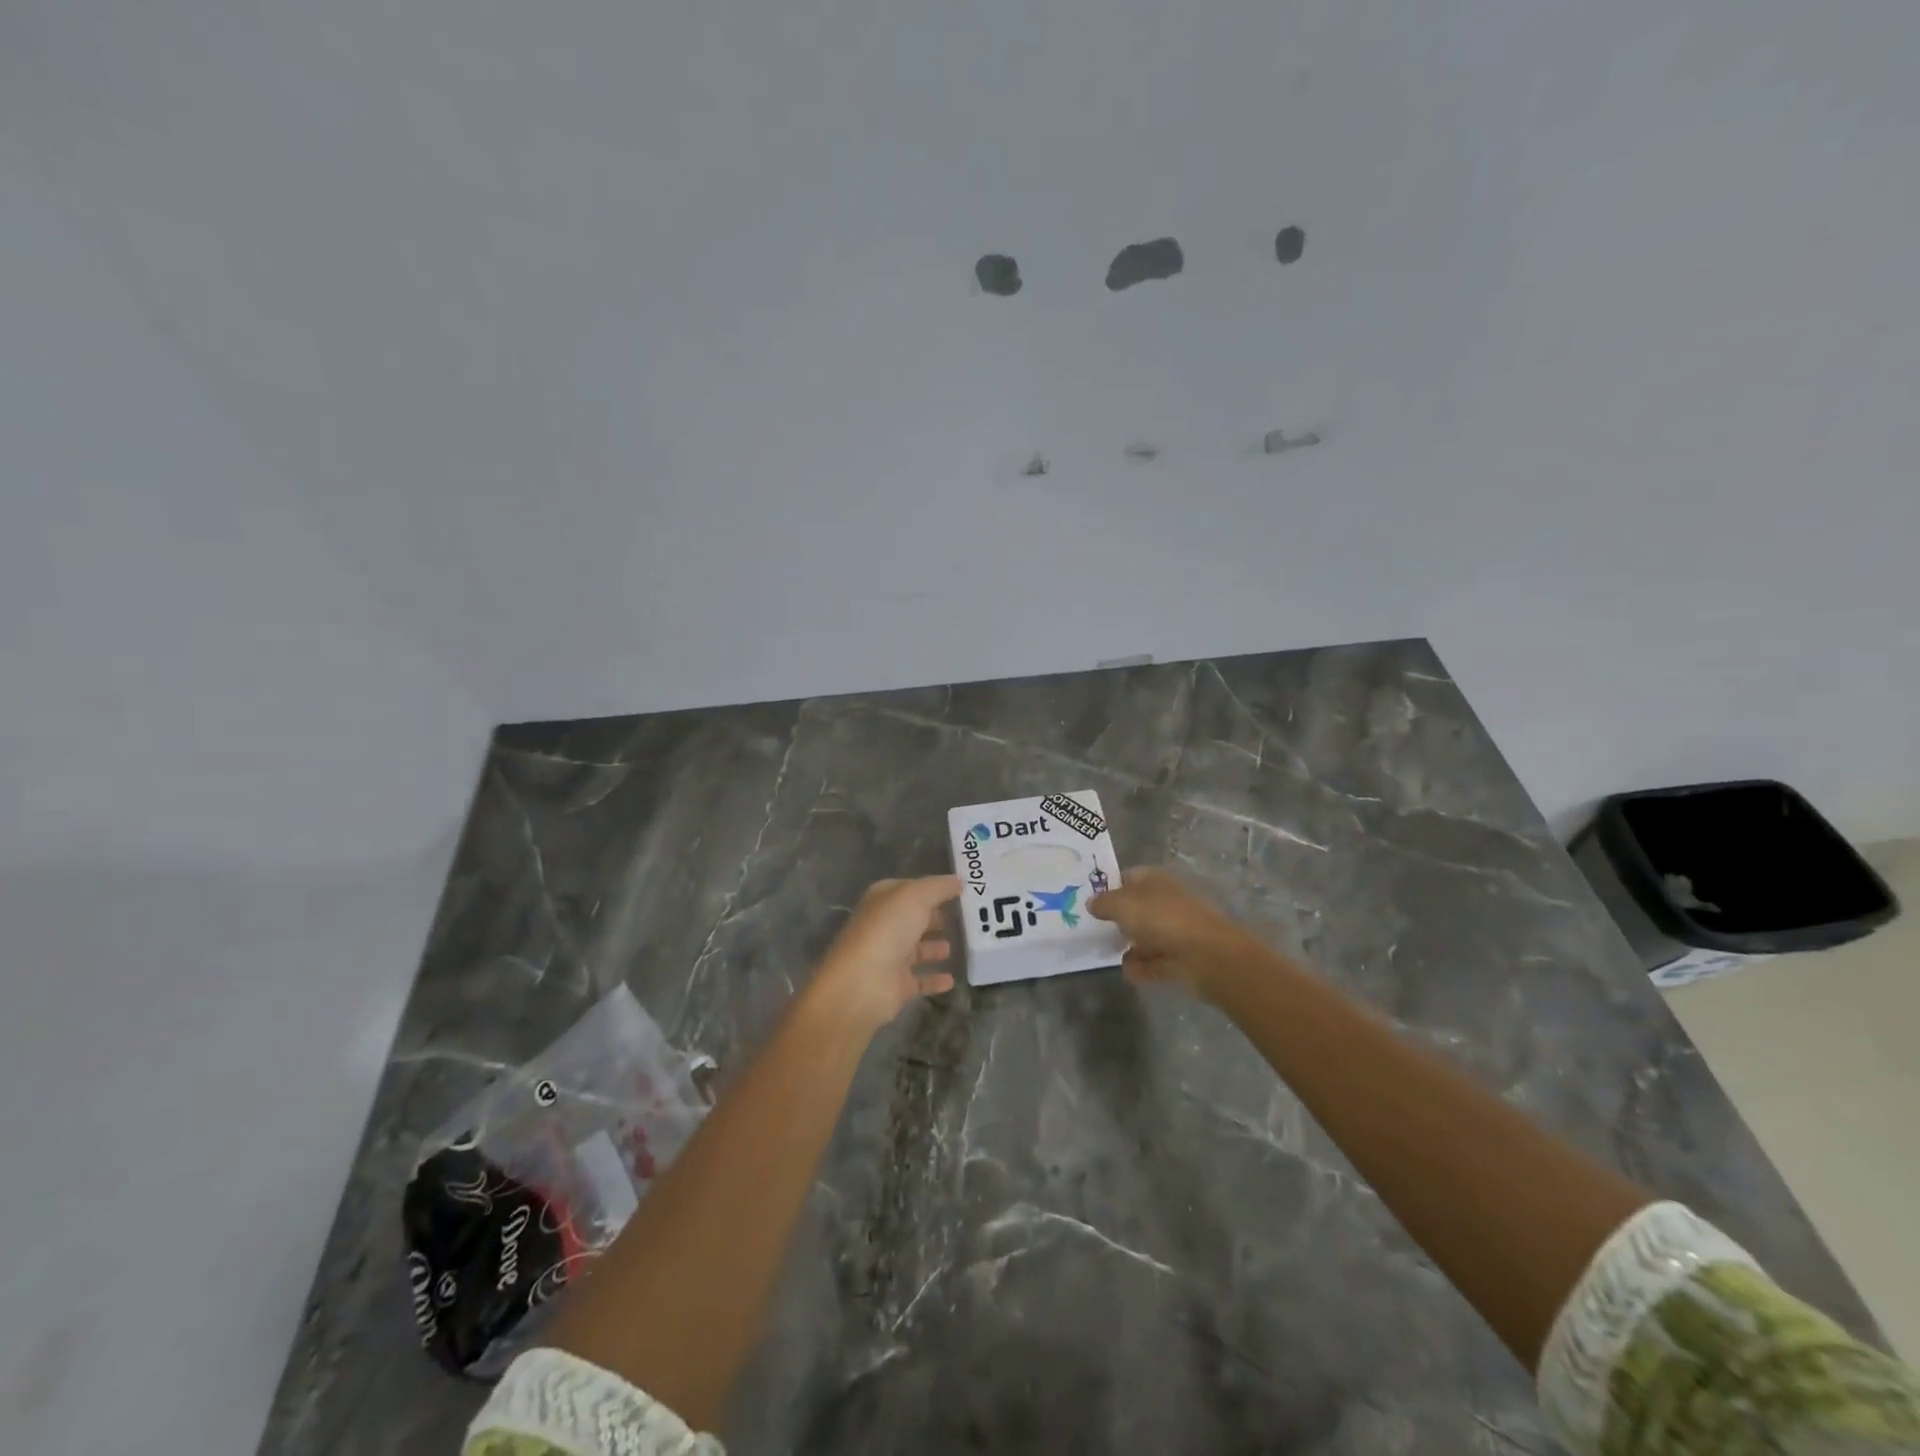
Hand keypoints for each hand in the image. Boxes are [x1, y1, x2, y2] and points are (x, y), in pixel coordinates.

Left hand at [813, 876, 961, 1030]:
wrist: (864, 982)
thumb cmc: (888, 929)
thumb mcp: (915, 896)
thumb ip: (939, 887)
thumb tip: (958, 881)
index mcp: (883, 900)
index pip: (910, 889)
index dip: (932, 889)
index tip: (959, 891)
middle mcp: (885, 926)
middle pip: (914, 919)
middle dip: (934, 918)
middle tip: (963, 918)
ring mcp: (890, 957)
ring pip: (917, 950)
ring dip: (934, 948)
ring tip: (957, 945)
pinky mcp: (897, 986)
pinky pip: (920, 980)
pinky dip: (934, 980)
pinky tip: (951, 979)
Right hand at [1088, 868, 1270, 1001]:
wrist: (1207, 956)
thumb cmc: (1162, 919)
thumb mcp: (1122, 904)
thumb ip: (1103, 902)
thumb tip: (1092, 903)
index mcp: (1155, 881)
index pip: (1128, 877)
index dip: (1110, 886)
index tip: (1090, 901)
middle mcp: (1165, 902)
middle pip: (1137, 908)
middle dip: (1119, 919)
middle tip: (1094, 929)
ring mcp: (1175, 931)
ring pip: (1146, 936)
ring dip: (1131, 946)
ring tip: (1109, 953)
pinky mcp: (1180, 959)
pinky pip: (1154, 962)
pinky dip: (1143, 968)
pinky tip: (1131, 972)